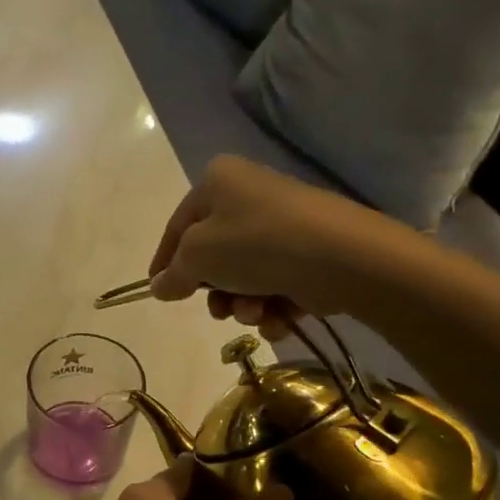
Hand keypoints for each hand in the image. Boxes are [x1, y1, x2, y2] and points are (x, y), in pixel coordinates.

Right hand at [148, 154, 379, 332]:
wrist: (340, 257)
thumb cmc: (256, 244)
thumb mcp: (199, 256)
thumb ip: (173, 273)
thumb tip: (159, 286)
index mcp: (218, 182)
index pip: (178, 226)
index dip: (164, 262)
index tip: (158, 292)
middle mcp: (248, 196)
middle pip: (214, 256)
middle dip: (216, 292)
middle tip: (220, 309)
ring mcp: (280, 226)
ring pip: (244, 277)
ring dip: (244, 305)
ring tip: (257, 312)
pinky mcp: (306, 253)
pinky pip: (274, 285)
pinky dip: (272, 307)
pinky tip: (279, 317)